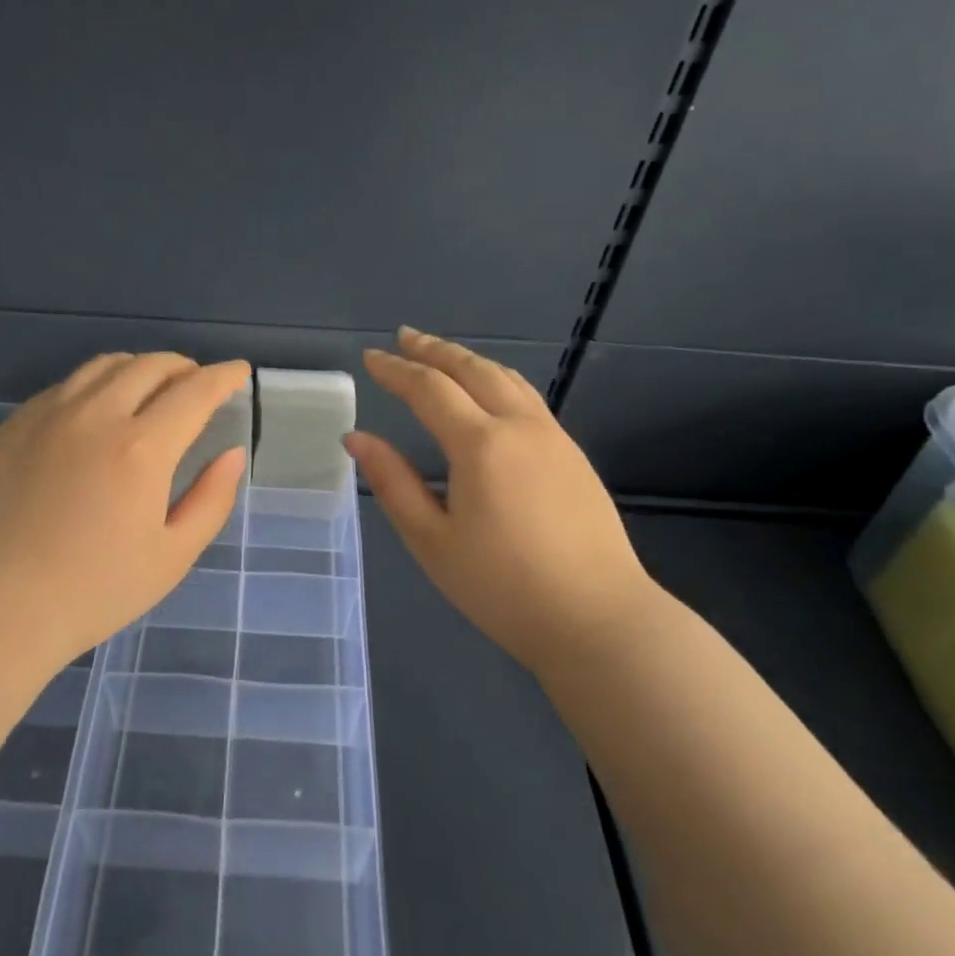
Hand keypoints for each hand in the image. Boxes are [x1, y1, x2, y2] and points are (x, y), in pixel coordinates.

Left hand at [0, 353, 249, 670]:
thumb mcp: (172, 556)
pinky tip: (94, 411)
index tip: (239, 371)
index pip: (195, 391)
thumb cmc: (94, 590)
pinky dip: (95, 385)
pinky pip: (63, 386)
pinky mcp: (12, 426)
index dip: (224, 376)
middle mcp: (95, 415)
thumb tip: (232, 454)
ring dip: (138, 368)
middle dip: (183, 367)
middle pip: (149, 366)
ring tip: (150, 387)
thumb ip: (211, 499)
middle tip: (196, 383)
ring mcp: (47, 415)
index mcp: (141, 447)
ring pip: (103, 366)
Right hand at [345, 328, 660, 672]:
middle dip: (435, 350)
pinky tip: (488, 394)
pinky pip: (528, 398)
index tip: (370, 357)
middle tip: (404, 337)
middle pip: (473, 369)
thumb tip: (356, 437)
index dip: (396, 370)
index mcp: (480, 444)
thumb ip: (393, 483)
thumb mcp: (432, 540)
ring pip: (507, 378)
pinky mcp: (574, 455)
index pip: (429, 389)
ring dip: (469, 360)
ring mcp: (554, 437)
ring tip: (442, 355)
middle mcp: (520, 426)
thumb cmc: (502, 587)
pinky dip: (496, 380)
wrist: (598, 619)